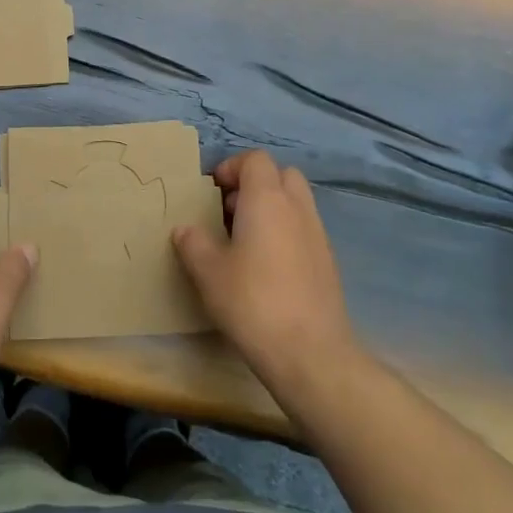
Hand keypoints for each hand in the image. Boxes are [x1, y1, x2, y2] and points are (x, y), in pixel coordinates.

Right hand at [173, 151, 360, 398]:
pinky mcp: (328, 262)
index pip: (255, 159)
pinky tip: (266, 268)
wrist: (311, 353)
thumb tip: (184, 229)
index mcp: (267, 199)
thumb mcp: (208, 273)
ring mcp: (318, 234)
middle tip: (229, 212)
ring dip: (271, 209)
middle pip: (281, 174)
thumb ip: (193, 243)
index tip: (211, 193)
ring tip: (244, 241)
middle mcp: (297, 207)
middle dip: (254, 184)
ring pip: (295, 202)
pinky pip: (304, 229)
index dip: (231, 168)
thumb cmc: (253, 302)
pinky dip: (285, 233)